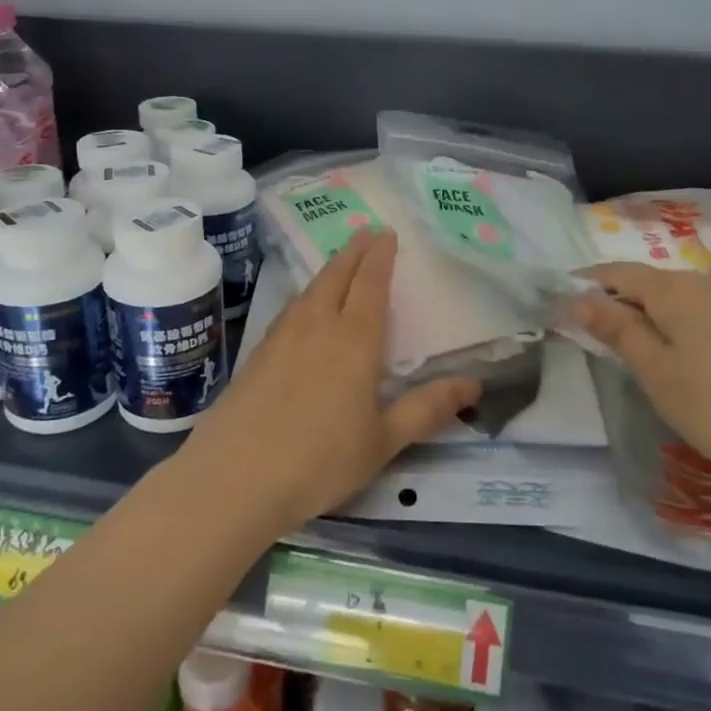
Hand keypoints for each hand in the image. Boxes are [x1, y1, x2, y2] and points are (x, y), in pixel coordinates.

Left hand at [180, 231, 479, 536]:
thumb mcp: (384, 441)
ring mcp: (281, 337)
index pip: (370, 284)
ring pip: (309, 290)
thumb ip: (427, 409)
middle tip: (365, 233)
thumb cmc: (320, 461)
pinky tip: (302, 309)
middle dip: (353, 252)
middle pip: (336, 276)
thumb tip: (474, 383)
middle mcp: (316, 327)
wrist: (235, 477)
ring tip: (338, 263)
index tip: (387, 234)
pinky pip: (289, 310)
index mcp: (353, 340)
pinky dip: (305, 296)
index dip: (380, 257)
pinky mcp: (257, 354)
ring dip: (328, 270)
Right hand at [569, 263, 710, 521]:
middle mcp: (709, 283)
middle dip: (618, 301)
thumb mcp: (658, 374)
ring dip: (652, 316)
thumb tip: (578, 298)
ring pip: (681, 300)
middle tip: (594, 334)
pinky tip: (686, 359)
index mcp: (676, 289)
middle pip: (651, 283)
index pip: (618, 272)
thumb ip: (617, 330)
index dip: (587, 283)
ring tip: (636, 351)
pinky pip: (707, 315)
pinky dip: (683, 328)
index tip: (560, 302)